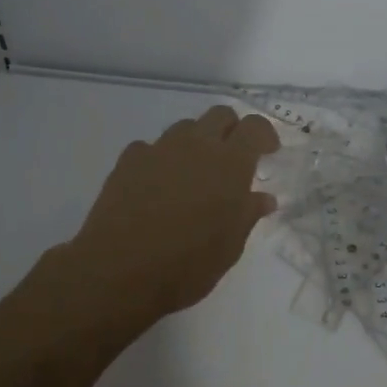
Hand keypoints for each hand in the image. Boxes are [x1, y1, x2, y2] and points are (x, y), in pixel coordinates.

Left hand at [66, 105, 280, 325]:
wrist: (118, 271)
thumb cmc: (186, 265)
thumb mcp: (229, 247)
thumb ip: (247, 215)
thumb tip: (262, 198)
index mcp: (229, 164)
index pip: (254, 127)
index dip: (265, 135)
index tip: (268, 152)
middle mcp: (196, 145)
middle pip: (219, 115)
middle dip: (231, 130)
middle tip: (232, 160)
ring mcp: (159, 149)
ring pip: (185, 128)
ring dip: (196, 142)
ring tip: (193, 175)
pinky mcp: (128, 160)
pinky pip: (151, 147)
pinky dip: (160, 159)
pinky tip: (157, 186)